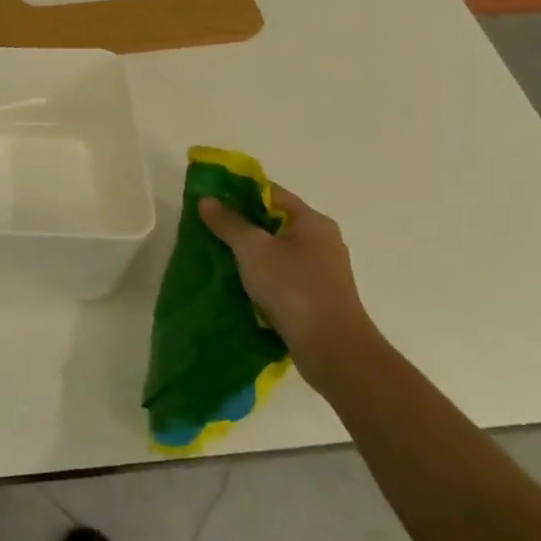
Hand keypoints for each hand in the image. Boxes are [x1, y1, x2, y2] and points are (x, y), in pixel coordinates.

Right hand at [197, 184, 380, 393]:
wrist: (333, 349)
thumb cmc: (293, 288)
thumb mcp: (253, 249)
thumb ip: (229, 222)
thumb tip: (207, 199)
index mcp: (312, 221)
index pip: (271, 193)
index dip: (240, 192)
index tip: (211, 199)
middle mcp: (322, 240)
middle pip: (274, 221)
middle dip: (242, 223)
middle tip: (209, 228)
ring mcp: (323, 270)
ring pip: (278, 250)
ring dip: (251, 252)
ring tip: (219, 256)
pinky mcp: (319, 295)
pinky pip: (284, 274)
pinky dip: (263, 274)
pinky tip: (241, 284)